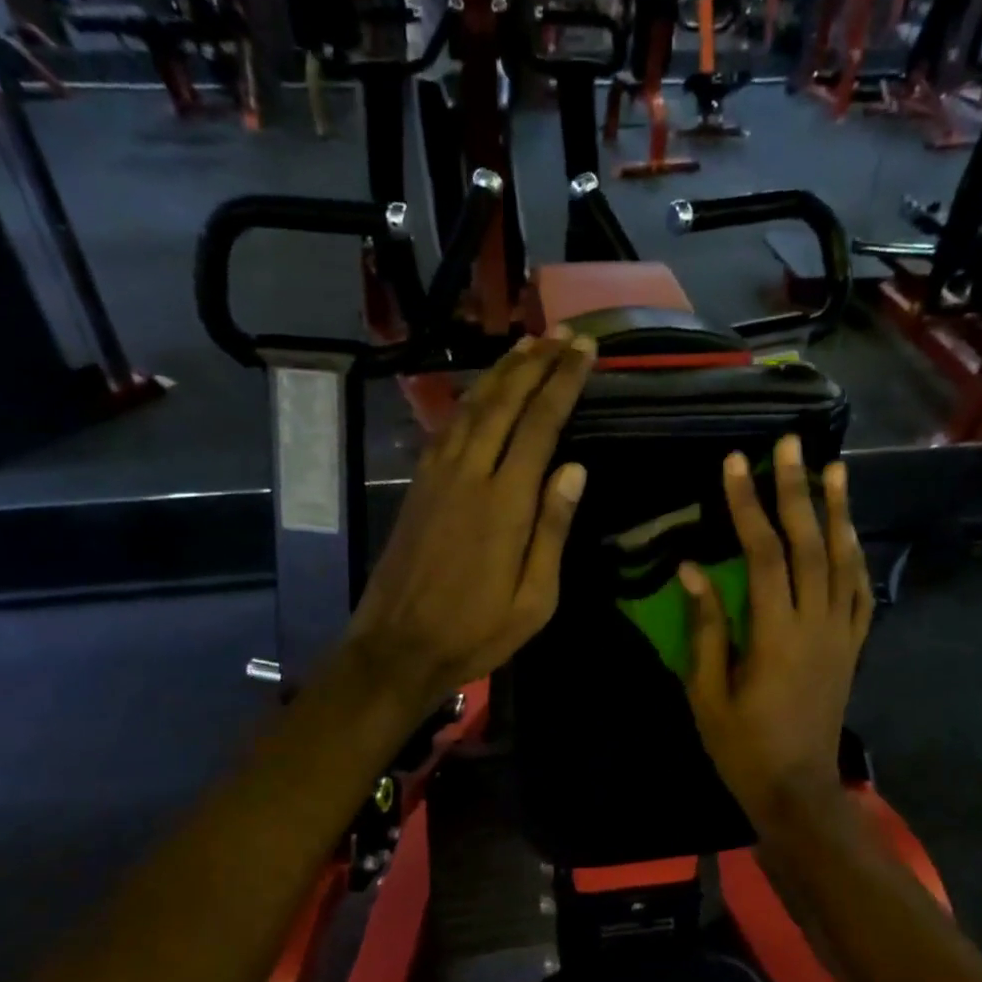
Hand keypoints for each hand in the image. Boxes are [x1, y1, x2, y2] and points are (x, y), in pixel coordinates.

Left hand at [343, 330, 595, 714]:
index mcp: (505, 503)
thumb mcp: (534, 600)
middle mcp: (469, 475)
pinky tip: (482, 391)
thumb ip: (552, 530)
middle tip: (562, 334)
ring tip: (528, 345)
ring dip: (501, 372)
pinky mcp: (418, 486)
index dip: (563, 383)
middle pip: (504, 403)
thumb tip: (574, 469)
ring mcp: (437, 477)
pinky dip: (469, 400)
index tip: (584, 351)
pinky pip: (447, 427)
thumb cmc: (476, 632)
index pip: (539, 425)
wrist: (397, 647)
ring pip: (471, 407)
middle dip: (535, 363)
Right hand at [680, 436, 872, 821]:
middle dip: (797, 490)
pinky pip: (860, 593)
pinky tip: (850, 533)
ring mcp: (841, 635)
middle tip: (791, 444)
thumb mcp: (707, 692)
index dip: (748, 505)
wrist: (797, 790)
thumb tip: (691, 570)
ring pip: (844, 561)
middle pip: (810, 544)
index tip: (735, 464)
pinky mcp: (852, 648)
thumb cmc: (742, 747)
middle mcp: (816, 624)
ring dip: (838, 512)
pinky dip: (856, 557)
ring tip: (834, 469)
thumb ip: (704, 628)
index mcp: (775, 634)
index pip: (763, 554)